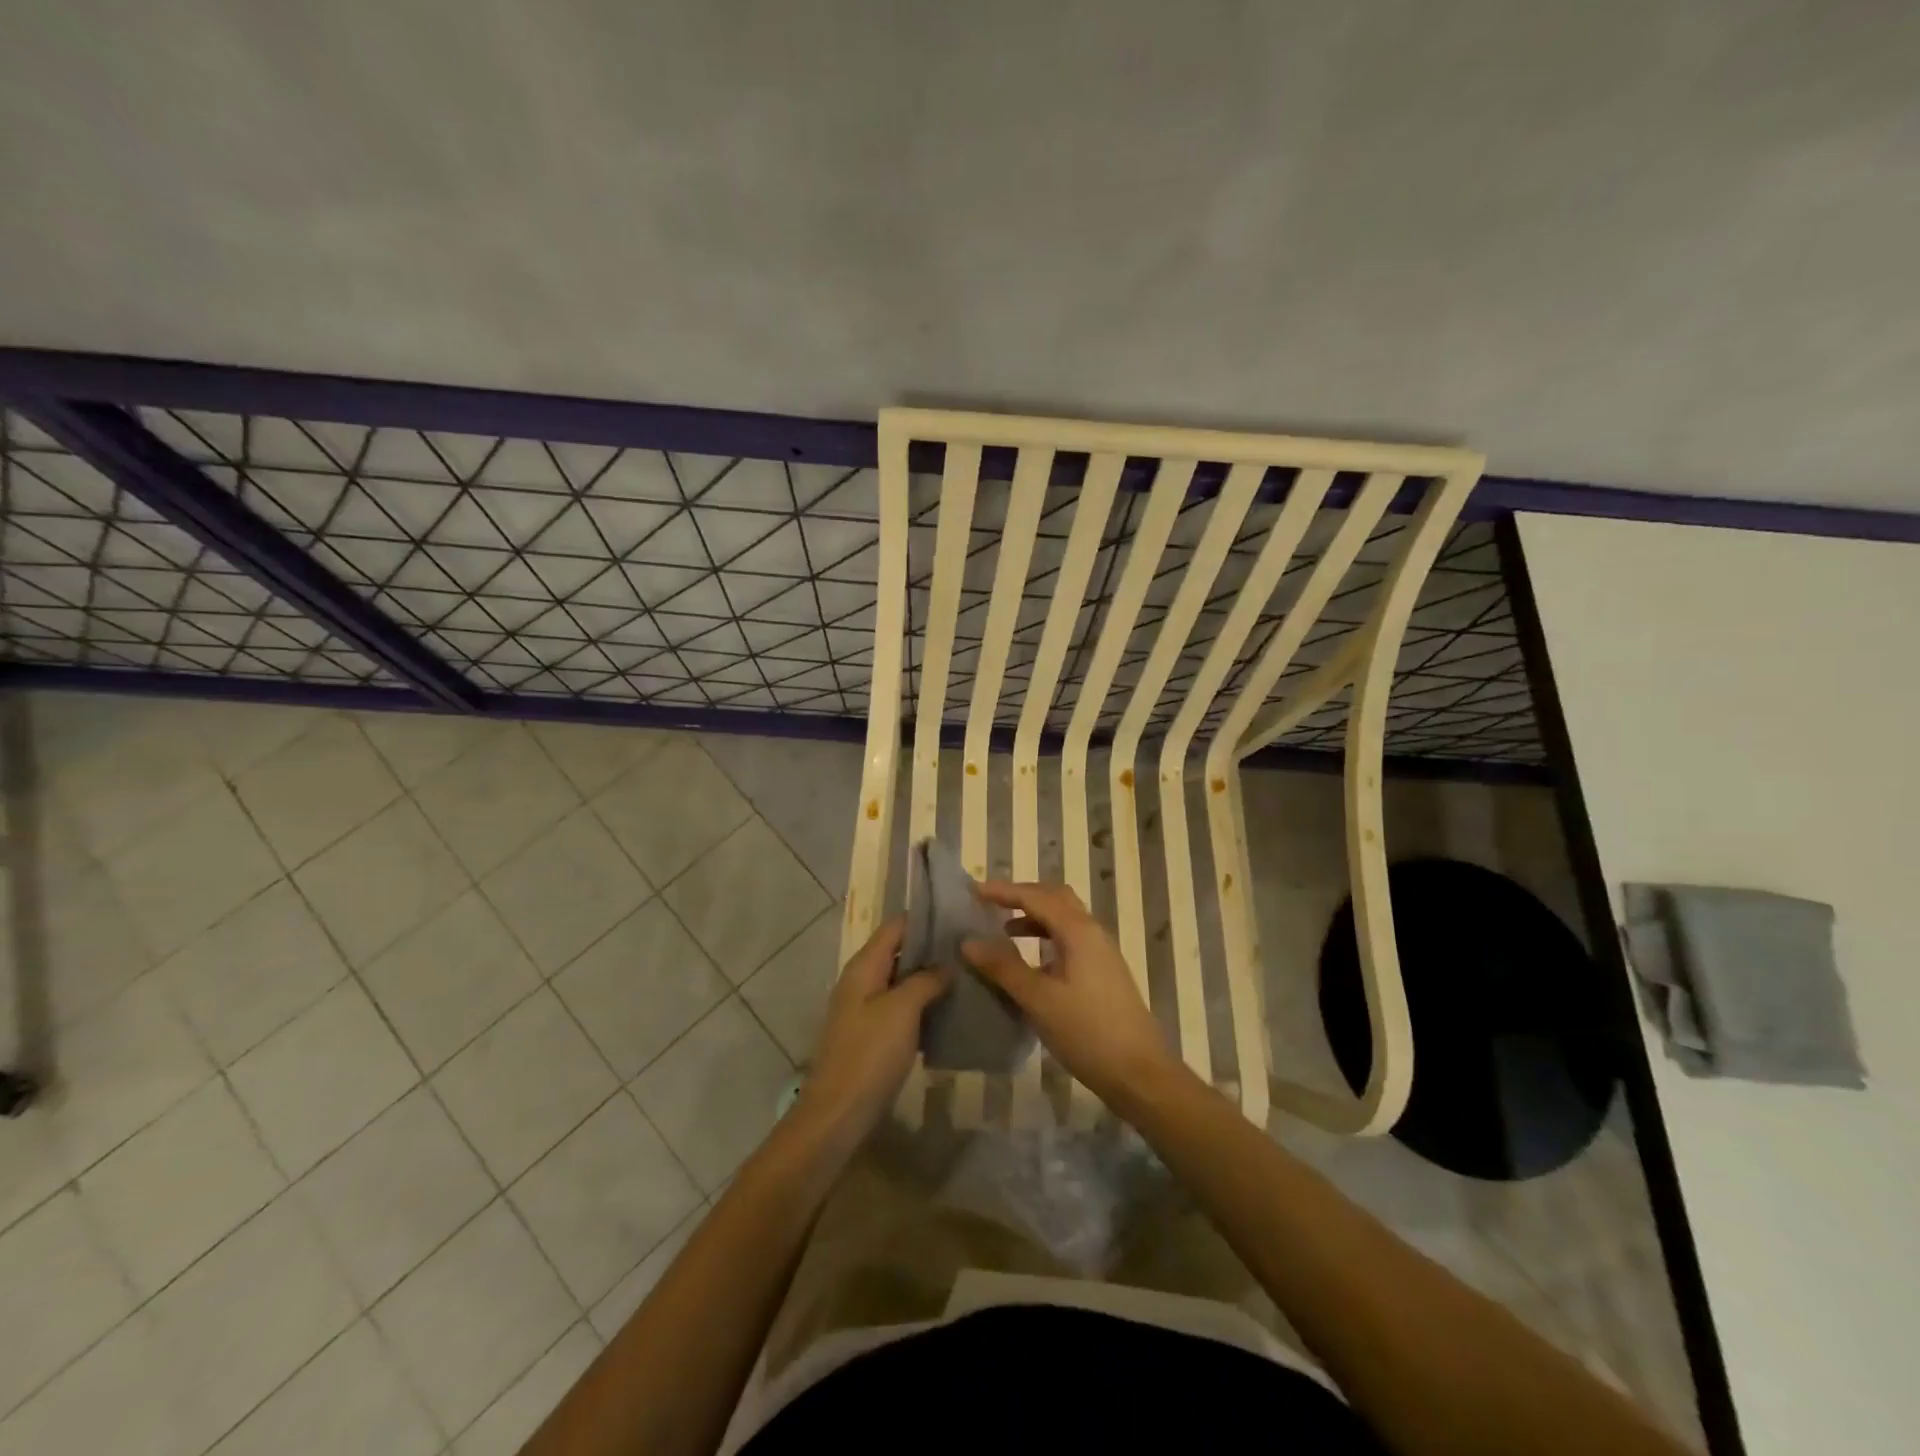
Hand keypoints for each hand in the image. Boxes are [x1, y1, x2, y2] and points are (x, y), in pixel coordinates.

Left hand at [794, 917, 947, 1142]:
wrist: (838, 1114)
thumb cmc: (869, 1054)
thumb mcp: (902, 1010)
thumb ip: (925, 980)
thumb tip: (946, 964)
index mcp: (864, 966)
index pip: (895, 926)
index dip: (925, 918)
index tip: (959, 914)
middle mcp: (862, 981)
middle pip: (899, 952)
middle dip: (932, 948)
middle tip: (971, 946)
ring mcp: (865, 1010)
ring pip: (902, 982)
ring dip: (930, 978)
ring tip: (968, 973)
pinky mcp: (872, 1036)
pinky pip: (901, 1009)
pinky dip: (923, 1005)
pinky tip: (950, 1009)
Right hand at [961, 881, 1180, 1112]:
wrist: (1140, 1073)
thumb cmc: (1088, 1032)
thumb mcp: (1039, 1000)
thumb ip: (1004, 967)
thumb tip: (969, 941)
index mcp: (1078, 931)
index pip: (1035, 897)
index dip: (1003, 891)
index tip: (973, 891)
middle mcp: (1092, 933)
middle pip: (1055, 898)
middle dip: (1022, 896)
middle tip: (990, 904)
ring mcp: (1101, 953)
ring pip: (1064, 920)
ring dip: (1034, 918)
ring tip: (1003, 931)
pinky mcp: (1103, 973)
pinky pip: (1070, 940)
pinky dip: (1046, 939)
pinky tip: (1031, 964)